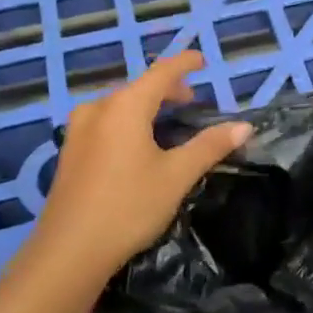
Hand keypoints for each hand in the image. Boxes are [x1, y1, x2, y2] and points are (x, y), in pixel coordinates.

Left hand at [33, 51, 251, 281]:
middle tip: (191, 102)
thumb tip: (244, 126)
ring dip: (145, 105)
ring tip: (166, 122)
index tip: (203, 60)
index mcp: (125, 106)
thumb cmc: (128, 207)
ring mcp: (78, 129)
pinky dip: (126, 120)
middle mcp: (98, 108)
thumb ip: (209, 146)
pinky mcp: (69, 151)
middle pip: (138, 87)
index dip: (184, 63)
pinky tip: (136, 144)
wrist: (68, 251)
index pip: (162, 72)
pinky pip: (104, 121)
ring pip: (118, 104)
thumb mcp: (176, 176)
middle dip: (166, 89)